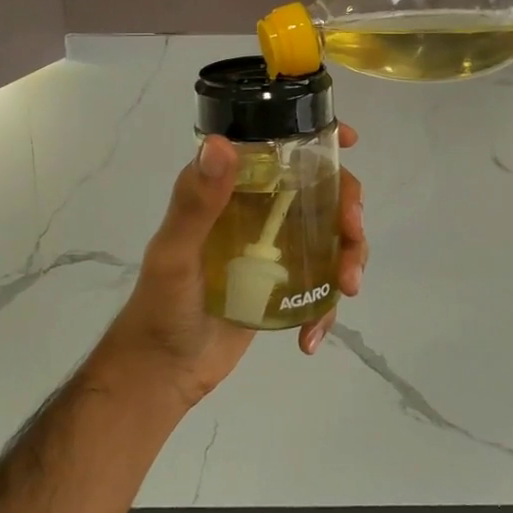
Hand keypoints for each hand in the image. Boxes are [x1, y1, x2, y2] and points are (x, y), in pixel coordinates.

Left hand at [93, 123, 367, 408]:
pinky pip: (320, 284)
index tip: (350, 141)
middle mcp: (257, 212)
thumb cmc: (161, 305)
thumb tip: (220, 144)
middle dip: (348, 209)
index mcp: (232, 192)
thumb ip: (196, 203)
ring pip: (330, 236)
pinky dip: (326, 308)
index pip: (278, 151)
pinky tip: (311, 336)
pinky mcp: (283, 285)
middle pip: (320, 192)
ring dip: (349, 256)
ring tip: (346, 288)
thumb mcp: (176, 253)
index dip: (318, 140)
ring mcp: (274, 250)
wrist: (163, 372)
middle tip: (352, 233)